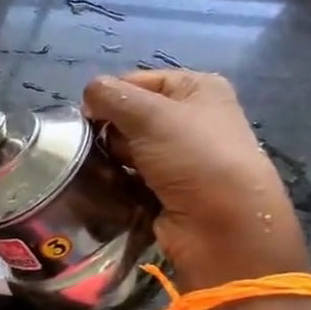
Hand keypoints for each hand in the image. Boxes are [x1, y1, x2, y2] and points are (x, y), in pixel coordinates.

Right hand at [82, 69, 307, 288]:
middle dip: (109, 131)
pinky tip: (114, 189)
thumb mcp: (148, 114)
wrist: (223, 227)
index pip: (134, 81)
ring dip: (111, 159)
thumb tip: (87, 97)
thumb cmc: (193, 158)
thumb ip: (109, 95)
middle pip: (128, 115)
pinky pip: (130, 175)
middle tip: (104, 148)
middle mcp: (191, 118)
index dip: (108, 98)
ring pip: (125, 147)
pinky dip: (119, 181)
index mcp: (196, 88)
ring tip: (107, 172)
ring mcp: (180, 155)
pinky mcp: (168, 187)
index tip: (91, 118)